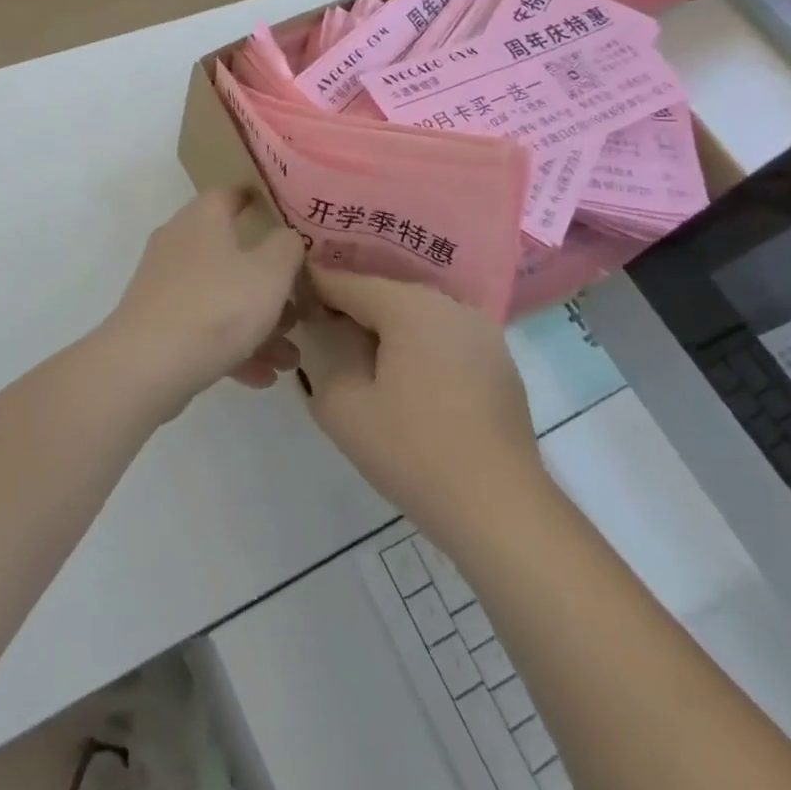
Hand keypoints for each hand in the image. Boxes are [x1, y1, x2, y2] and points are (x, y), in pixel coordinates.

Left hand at [104, 188, 306, 414]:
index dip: (256, 199)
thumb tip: (287, 237)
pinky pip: (203, 329)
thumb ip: (287, 247)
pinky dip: (232, 348)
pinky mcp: (156, 324)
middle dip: (269, 284)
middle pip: (231, 254)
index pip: (229, 193)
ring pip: (221, 297)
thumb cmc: (217, 307)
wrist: (146, 367)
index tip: (282, 211)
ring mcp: (164, 286)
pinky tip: (261, 377)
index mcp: (202, 220)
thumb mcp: (270, 273)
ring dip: (257, 325)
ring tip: (289, 359)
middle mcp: (178, 245)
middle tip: (298, 307)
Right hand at [300, 268, 544, 542]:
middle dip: (351, 309)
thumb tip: (327, 330)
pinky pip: (444, 339)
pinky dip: (418, 348)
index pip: (349, 282)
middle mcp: (450, 306)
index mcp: (411, 306)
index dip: (315, 287)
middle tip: (320, 332)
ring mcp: (482, 333)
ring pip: (418, 316)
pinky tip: (406, 382)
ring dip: (386, 330)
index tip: (292, 301)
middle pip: (386, 294)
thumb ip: (324, 353)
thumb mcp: (342, 405)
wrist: (499, 507)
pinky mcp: (499, 363)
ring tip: (360, 358)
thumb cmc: (412, 451)